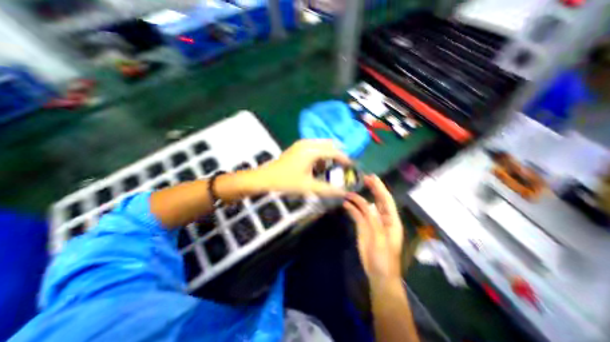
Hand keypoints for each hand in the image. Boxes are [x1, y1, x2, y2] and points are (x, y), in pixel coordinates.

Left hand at [253, 139, 350, 195]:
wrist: (265, 178)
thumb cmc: (286, 181)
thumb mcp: (308, 187)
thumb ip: (327, 190)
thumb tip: (343, 193)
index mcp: (312, 151)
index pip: (334, 152)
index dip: (345, 159)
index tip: (352, 167)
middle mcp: (308, 143)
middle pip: (330, 145)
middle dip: (338, 155)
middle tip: (342, 167)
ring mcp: (301, 143)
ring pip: (322, 145)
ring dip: (328, 155)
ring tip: (330, 168)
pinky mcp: (297, 147)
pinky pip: (314, 147)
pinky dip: (320, 154)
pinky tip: (318, 166)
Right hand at [342, 176, 403, 281]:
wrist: (378, 273)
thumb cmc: (384, 258)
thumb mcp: (381, 239)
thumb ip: (374, 221)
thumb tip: (368, 204)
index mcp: (391, 220)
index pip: (386, 200)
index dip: (380, 187)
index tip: (372, 178)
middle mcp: (382, 218)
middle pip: (377, 200)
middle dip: (372, 188)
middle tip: (364, 178)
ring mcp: (371, 222)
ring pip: (365, 206)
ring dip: (358, 199)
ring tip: (349, 192)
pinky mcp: (362, 227)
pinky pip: (357, 214)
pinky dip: (352, 208)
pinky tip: (346, 204)